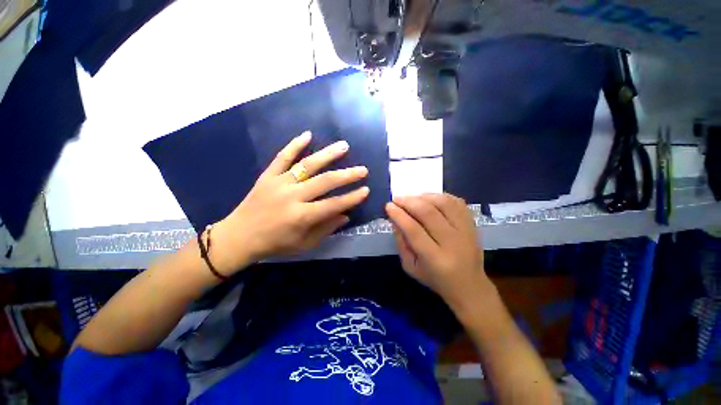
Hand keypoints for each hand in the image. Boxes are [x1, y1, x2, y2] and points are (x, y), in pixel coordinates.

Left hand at [211, 131, 368, 273]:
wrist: (239, 236)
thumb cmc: (275, 244)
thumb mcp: (304, 244)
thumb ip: (326, 229)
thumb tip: (345, 215)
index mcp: (301, 217)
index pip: (333, 204)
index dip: (352, 198)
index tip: (366, 190)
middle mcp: (292, 197)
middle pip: (325, 182)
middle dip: (347, 175)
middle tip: (363, 169)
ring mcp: (279, 183)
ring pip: (307, 165)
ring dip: (328, 155)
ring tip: (344, 146)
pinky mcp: (268, 176)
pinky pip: (282, 157)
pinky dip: (294, 145)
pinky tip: (308, 135)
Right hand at [385, 193, 492, 312]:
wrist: (470, 286)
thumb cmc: (435, 279)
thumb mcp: (411, 267)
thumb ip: (401, 243)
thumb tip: (395, 219)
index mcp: (435, 259)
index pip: (414, 230)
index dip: (399, 215)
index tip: (389, 206)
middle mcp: (453, 243)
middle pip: (429, 213)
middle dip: (409, 202)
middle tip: (397, 199)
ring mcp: (466, 231)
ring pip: (444, 203)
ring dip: (424, 196)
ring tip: (412, 198)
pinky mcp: (473, 225)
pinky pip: (457, 202)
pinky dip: (441, 196)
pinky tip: (429, 199)